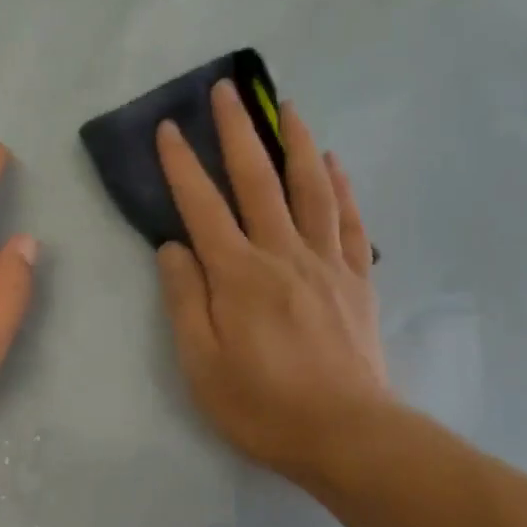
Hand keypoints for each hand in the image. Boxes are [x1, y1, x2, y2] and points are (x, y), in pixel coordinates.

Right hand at [154, 80, 392, 489]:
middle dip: (238, 131)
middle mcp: (282, 254)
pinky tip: (333, 163)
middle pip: (258, 180)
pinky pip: (349, 222)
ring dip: (296, 142)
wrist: (347, 435)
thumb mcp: (200, 363)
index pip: (202, 206)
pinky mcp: (356, 280)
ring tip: (287, 106)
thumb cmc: (261, 405)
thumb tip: (173, 247)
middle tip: (227, 91)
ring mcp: (325, 263)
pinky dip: (340, 187)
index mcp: (238, 274)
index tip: (169, 127)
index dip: (182, 164)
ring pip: (310, 188)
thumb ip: (184, 299)